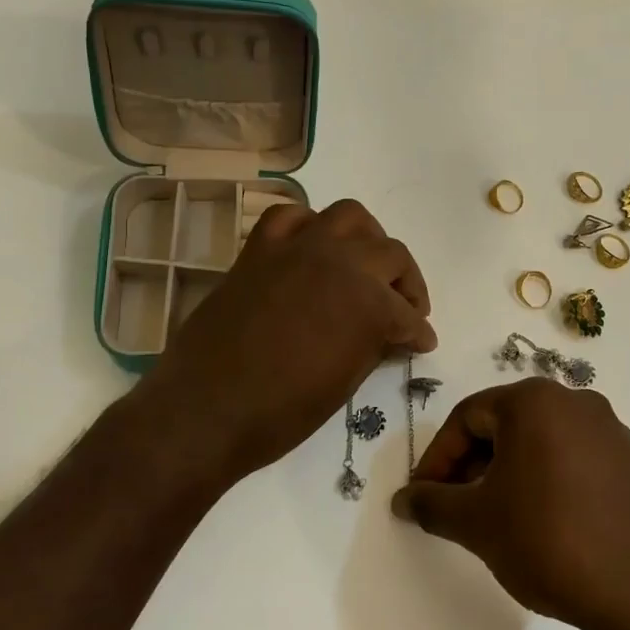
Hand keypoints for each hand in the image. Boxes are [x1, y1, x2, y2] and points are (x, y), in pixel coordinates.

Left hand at [134, 199, 436, 492]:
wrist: (207, 410)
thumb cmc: (282, 412)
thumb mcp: (345, 384)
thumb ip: (373, 345)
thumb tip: (389, 333)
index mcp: (369, 303)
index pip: (407, 313)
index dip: (418, 332)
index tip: (422, 342)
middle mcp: (340, 263)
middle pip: (391, 254)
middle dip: (406, 284)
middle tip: (405, 309)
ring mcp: (297, 249)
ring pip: (350, 217)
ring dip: (367, 239)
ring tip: (365, 265)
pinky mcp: (260, 250)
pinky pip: (289, 216)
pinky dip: (308, 226)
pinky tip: (312, 249)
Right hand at [392, 380, 629, 629]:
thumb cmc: (549, 541)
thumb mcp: (477, 523)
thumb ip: (432, 503)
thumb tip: (403, 499)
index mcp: (533, 401)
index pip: (466, 418)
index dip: (437, 458)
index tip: (424, 497)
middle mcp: (574, 400)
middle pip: (503, 425)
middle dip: (472, 465)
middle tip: (456, 508)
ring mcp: (609, 428)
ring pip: (539, 441)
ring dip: (507, 473)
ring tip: (496, 517)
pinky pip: (572, 457)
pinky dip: (545, 479)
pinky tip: (542, 521)